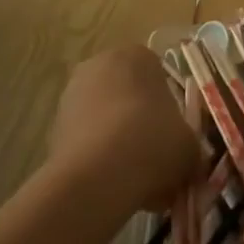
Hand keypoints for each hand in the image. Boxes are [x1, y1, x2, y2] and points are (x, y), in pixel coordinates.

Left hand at [48, 46, 202, 216]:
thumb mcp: (189, 144)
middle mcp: (100, 65)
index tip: (174, 135)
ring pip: (106, 120)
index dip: (168, 108)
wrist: (98, 176)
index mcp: (136, 55)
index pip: (158, 74)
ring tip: (136, 181)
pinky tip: (113, 188)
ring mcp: (72, 95)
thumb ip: (188, 143)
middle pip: (128, 96)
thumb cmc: (153, 142)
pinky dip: (99, 160)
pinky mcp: (53, 128)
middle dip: (140, 124)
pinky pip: (87, 142)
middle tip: (156, 159)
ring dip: (119, 144)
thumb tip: (186, 155)